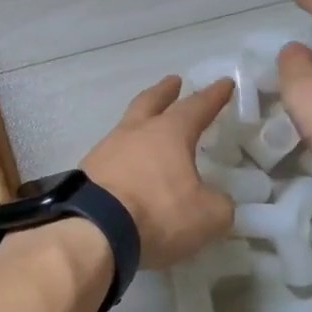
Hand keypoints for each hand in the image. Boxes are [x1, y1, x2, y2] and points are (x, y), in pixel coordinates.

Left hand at [80, 76, 234, 269]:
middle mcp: (134, 133)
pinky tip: (128, 164)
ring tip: (148, 126)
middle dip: (165, 91)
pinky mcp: (88, 171)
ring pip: (127, 126)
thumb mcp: (207, 215)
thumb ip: (219, 203)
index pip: (196, 107)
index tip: (223, 82)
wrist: (93, 231)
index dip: (213, 96)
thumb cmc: (157, 213)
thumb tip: (216, 199)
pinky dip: (125, 153)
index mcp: (168, 134)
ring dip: (141, 122)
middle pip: (150, 102)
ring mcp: (106, 149)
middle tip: (173, 81)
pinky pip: (112, 154)